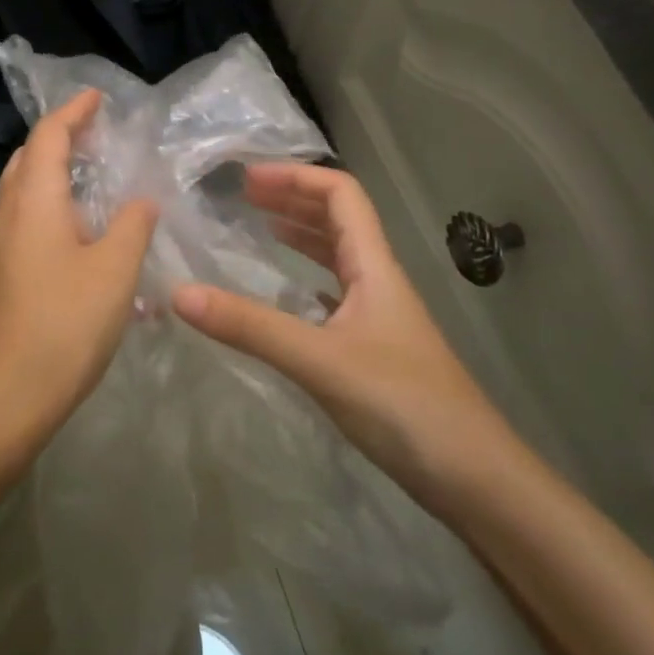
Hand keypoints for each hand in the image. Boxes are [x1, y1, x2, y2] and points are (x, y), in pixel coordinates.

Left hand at [0, 89, 158, 466]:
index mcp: (32, 200)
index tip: (98, 97)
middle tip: (98, 138)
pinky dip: (46, 210)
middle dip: (60, 140)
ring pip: (20, 192)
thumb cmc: (63, 326)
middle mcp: (2, 213)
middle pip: (28, 159)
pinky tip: (74, 237)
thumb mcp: (115, 271)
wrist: (0, 401)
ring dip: (52, 177)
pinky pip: (19, 223)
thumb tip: (141, 199)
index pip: (49, 136)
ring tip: (91, 183)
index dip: (74, 112)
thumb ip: (133, 224)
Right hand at [171, 163, 519, 504]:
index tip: (246, 180)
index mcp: (374, 266)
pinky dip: (305, 280)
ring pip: (338, 256)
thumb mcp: (320, 361)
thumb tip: (179, 293)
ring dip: (300, 234)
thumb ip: (251, 327)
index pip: (341, 194)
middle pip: (339, 219)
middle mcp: (379, 280)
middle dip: (292, 199)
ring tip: (259, 229)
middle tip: (243, 198)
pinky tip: (285, 296)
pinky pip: (335, 295)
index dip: (295, 177)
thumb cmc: (404, 405)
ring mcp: (380, 316)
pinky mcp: (375, 349)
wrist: (474, 477)